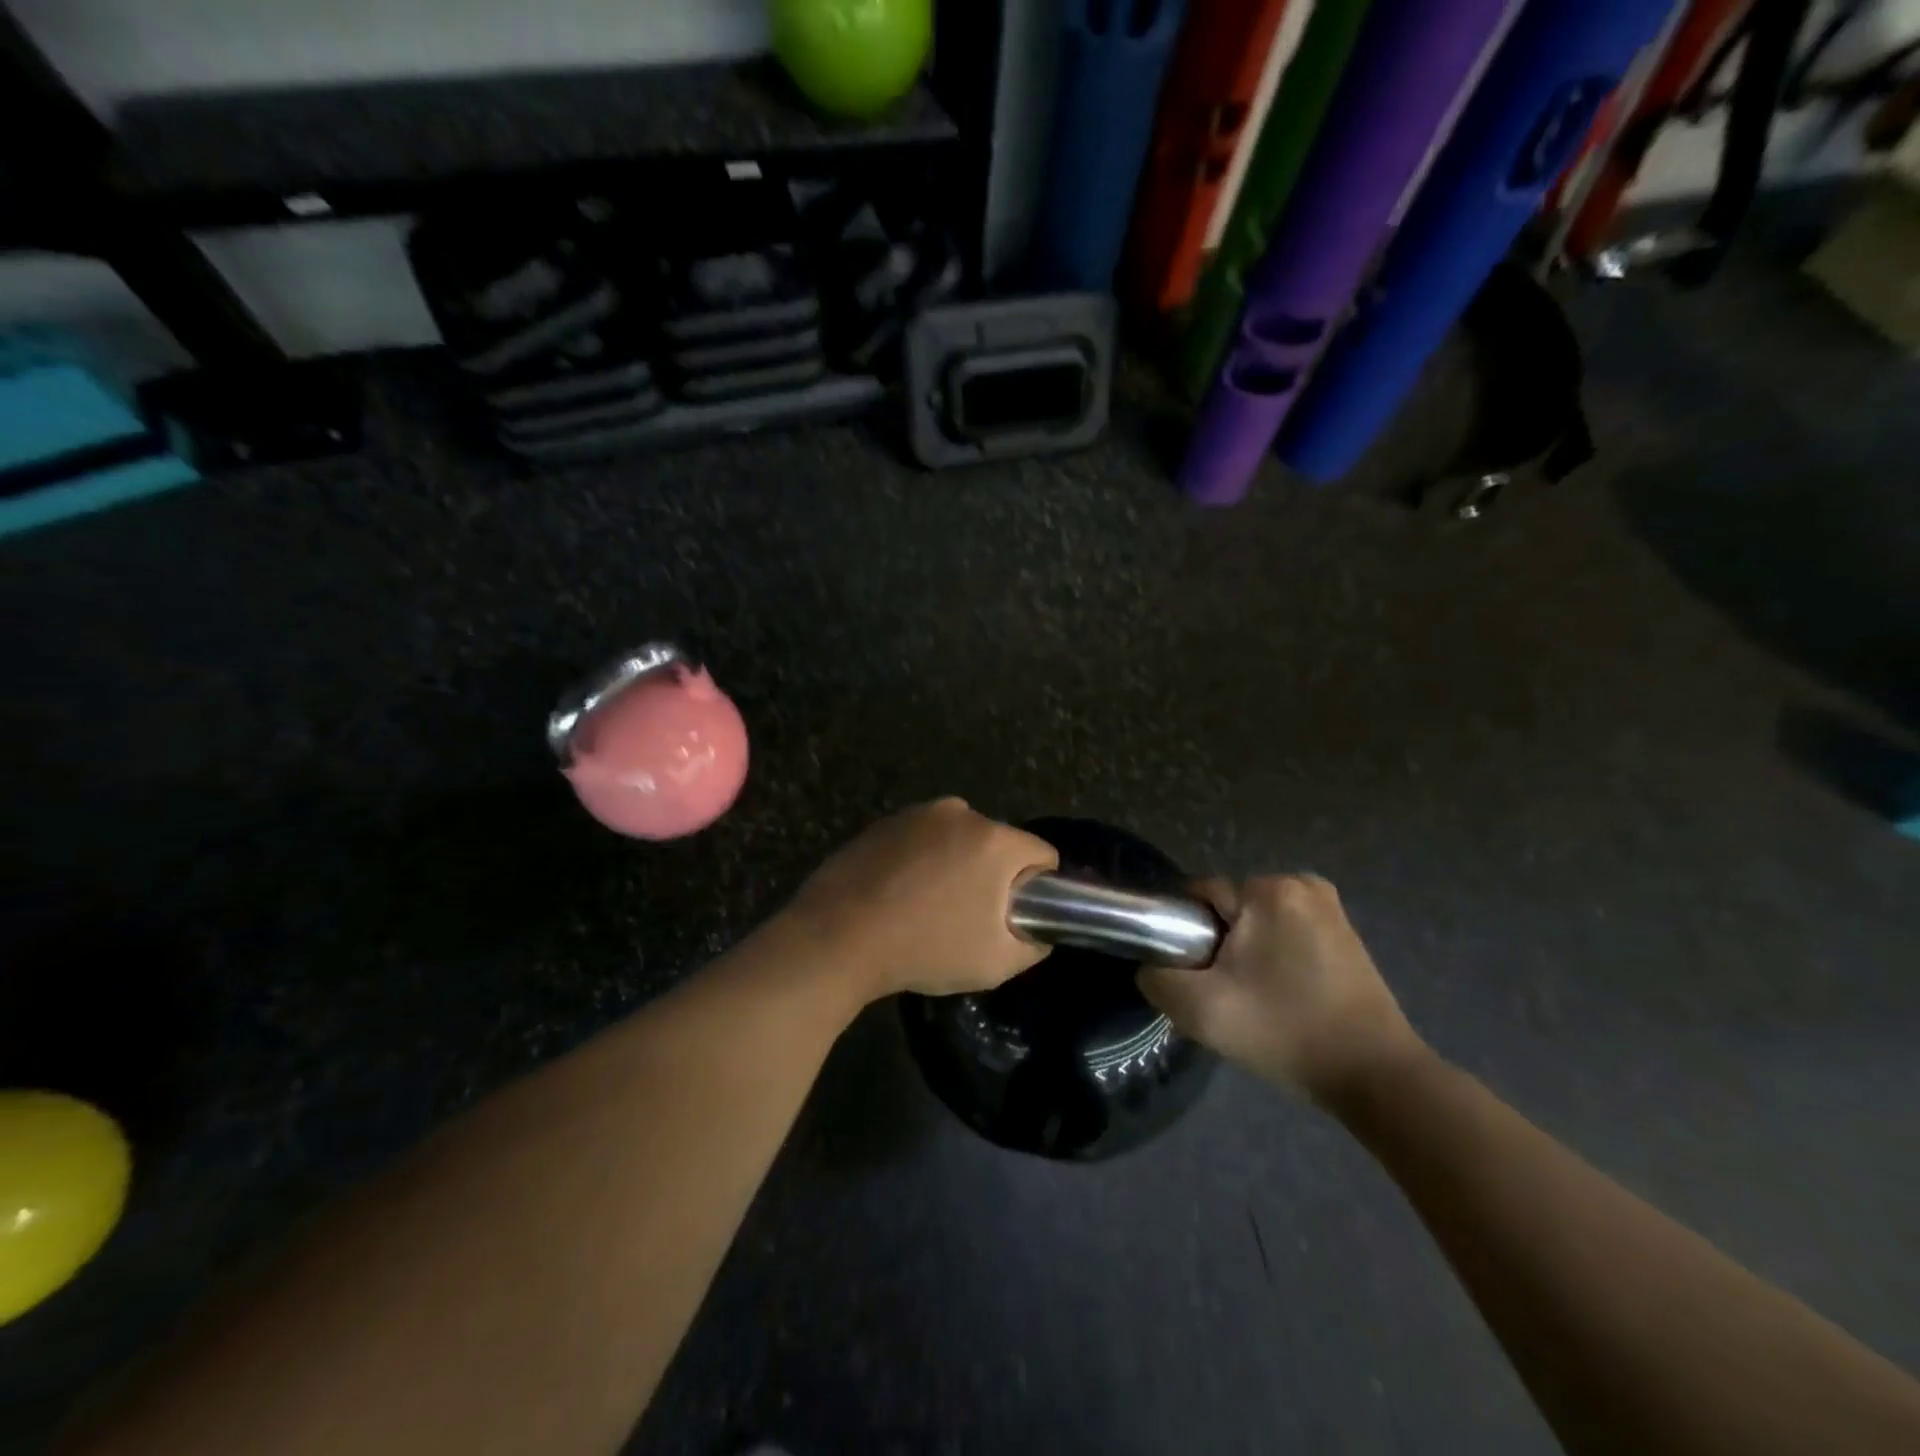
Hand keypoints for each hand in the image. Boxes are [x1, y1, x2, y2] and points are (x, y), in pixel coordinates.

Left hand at [782, 799, 1058, 1000]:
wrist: (837, 936)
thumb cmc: (926, 948)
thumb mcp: (996, 963)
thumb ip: (1033, 944)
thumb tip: (1037, 931)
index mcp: (995, 840)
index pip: (1042, 854)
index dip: (1039, 886)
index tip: (1016, 914)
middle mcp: (960, 813)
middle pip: (998, 844)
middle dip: (993, 875)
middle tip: (970, 917)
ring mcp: (917, 814)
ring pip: (957, 840)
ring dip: (956, 865)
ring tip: (928, 907)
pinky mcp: (884, 822)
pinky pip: (921, 840)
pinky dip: (921, 861)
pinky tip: (898, 895)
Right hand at [1137, 875, 1424, 1102]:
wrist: (1376, 1077)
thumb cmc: (1285, 1033)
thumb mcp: (1200, 1010)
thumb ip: (1157, 977)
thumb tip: (1153, 965)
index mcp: (1268, 890)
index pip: (1199, 898)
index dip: (1187, 938)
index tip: (1201, 980)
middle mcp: (1302, 883)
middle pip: (1228, 910)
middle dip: (1219, 946)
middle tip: (1229, 997)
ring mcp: (1330, 906)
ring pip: (1256, 922)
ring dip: (1246, 953)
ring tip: (1257, 1000)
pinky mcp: (1345, 931)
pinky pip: (1286, 932)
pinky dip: (1275, 957)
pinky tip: (1284, 995)